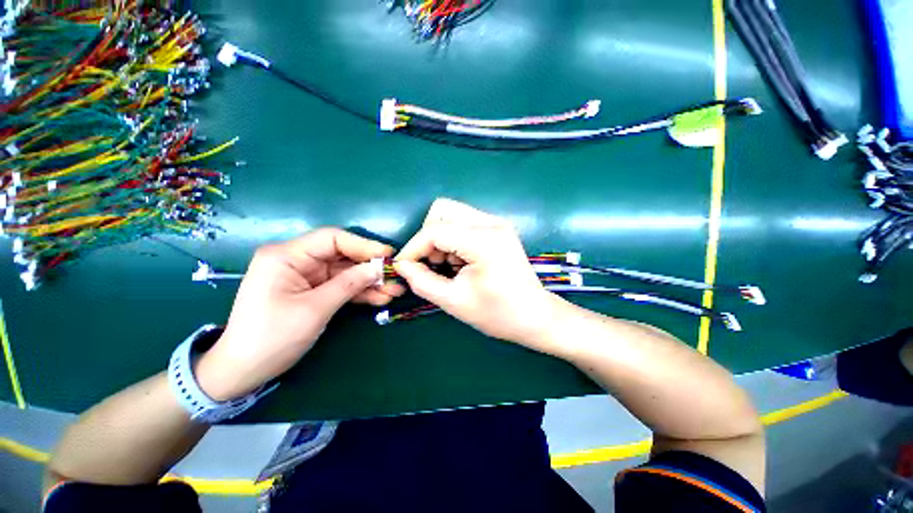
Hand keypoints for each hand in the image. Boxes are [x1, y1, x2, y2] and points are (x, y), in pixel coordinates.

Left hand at [196, 228, 404, 400]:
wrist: (243, 371)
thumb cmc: (271, 338)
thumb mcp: (314, 309)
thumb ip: (349, 284)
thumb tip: (379, 268)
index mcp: (287, 256)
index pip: (332, 239)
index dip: (363, 245)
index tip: (388, 256)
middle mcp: (297, 260)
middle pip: (342, 256)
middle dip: (370, 267)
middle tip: (396, 276)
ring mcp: (306, 276)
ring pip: (345, 272)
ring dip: (369, 282)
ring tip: (395, 291)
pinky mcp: (312, 291)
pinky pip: (341, 286)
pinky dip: (359, 292)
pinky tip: (380, 298)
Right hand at [394, 198, 563, 354]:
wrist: (534, 316)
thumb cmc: (497, 313)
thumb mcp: (454, 301)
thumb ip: (422, 281)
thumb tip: (402, 265)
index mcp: (484, 241)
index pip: (435, 230)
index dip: (413, 248)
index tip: (403, 266)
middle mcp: (491, 223)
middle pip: (442, 210)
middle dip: (428, 237)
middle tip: (432, 264)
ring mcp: (496, 223)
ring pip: (452, 214)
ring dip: (441, 238)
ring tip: (449, 266)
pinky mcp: (497, 228)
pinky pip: (463, 223)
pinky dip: (453, 239)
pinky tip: (461, 262)